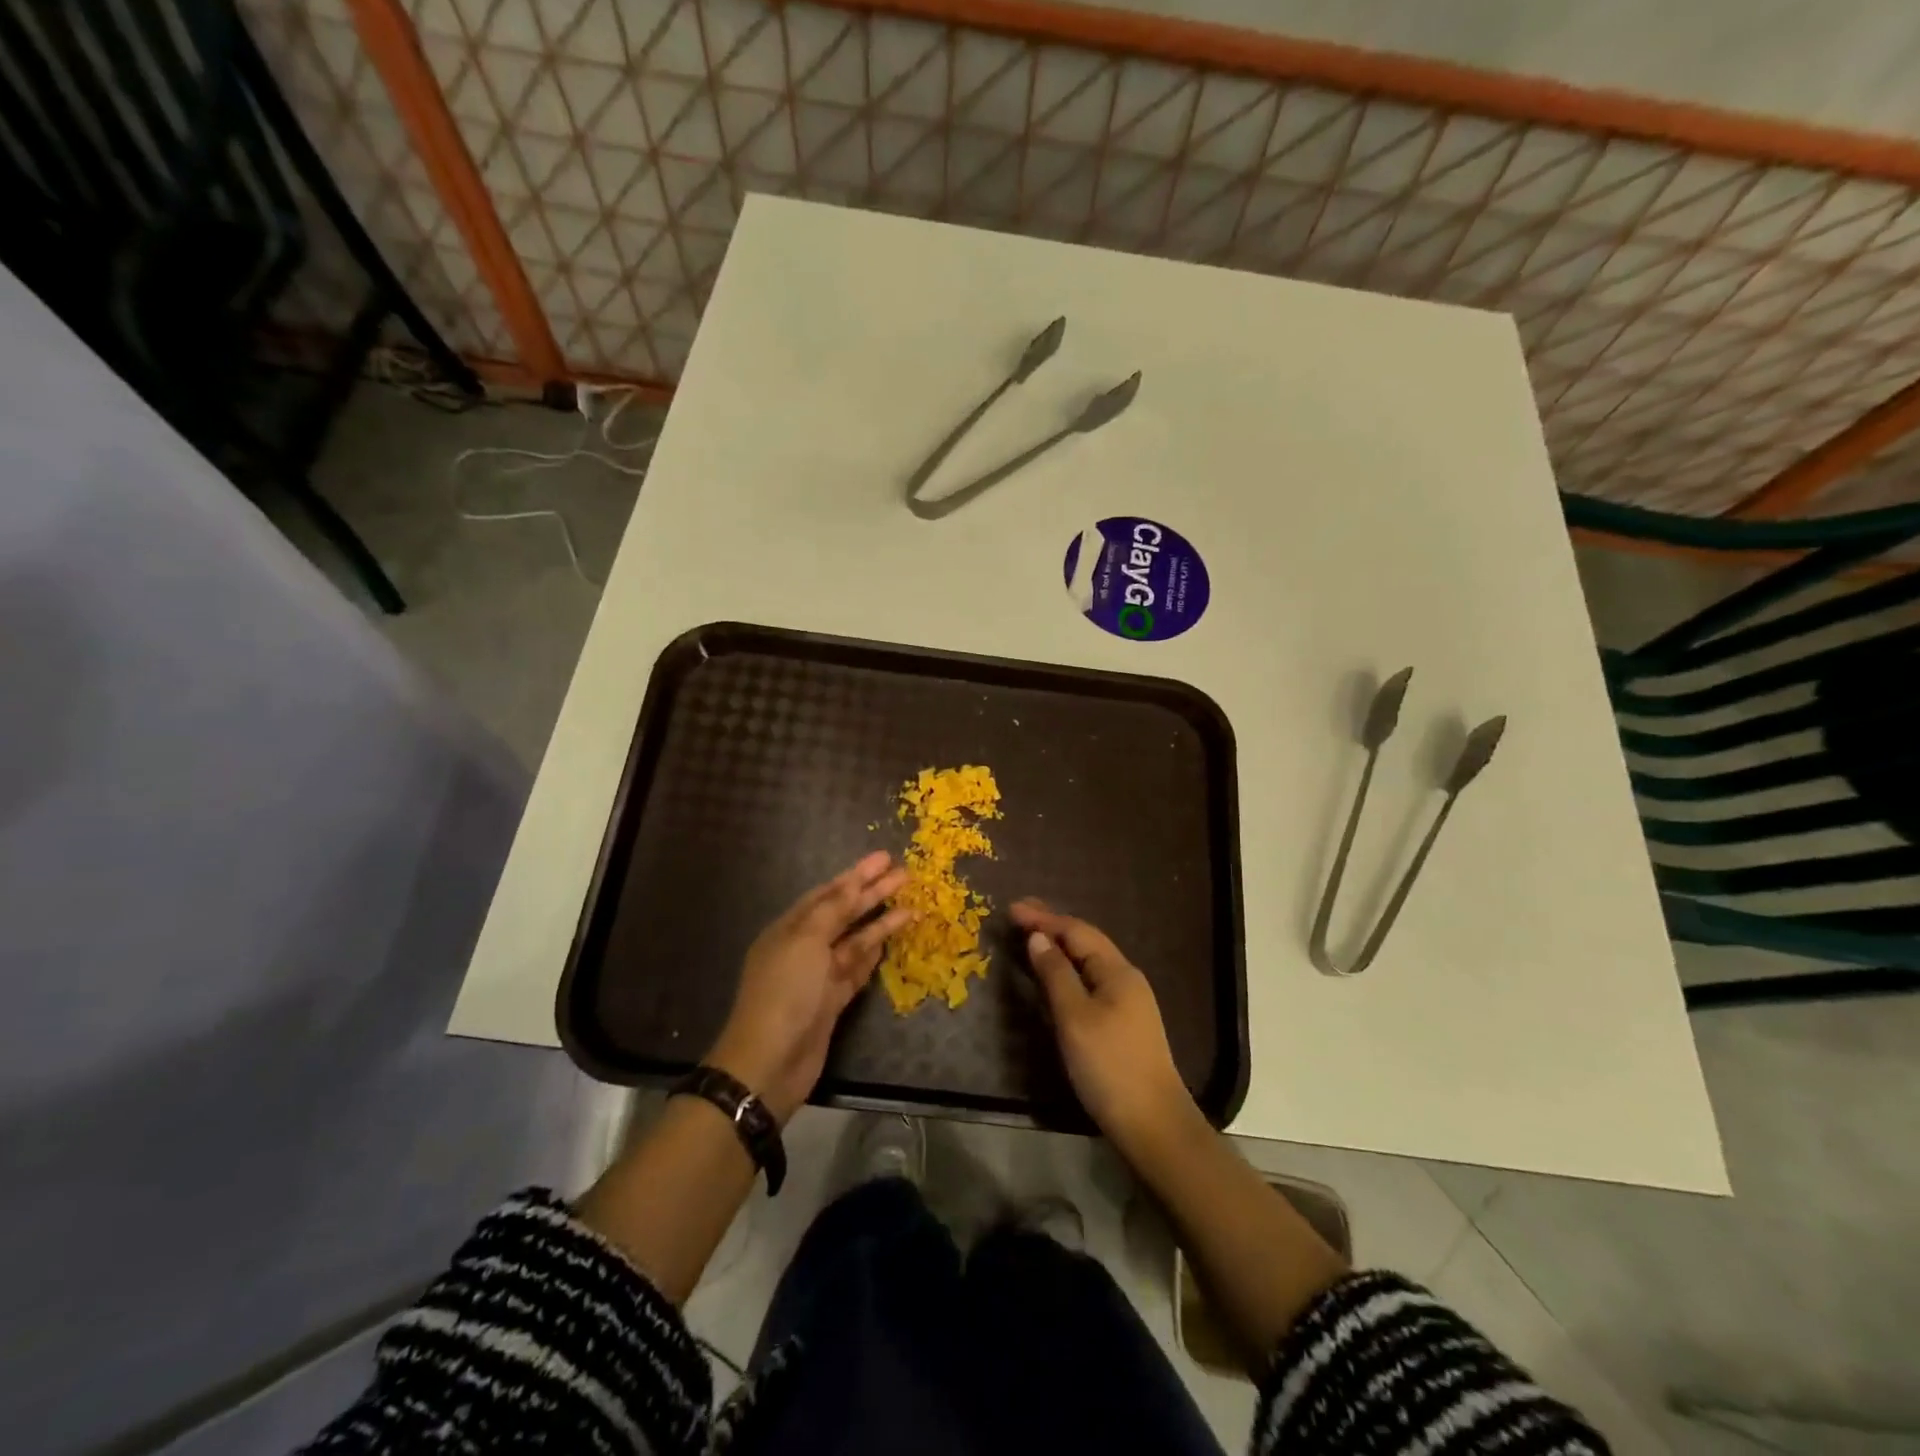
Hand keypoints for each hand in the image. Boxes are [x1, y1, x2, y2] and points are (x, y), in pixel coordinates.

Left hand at [707, 851, 910, 1124]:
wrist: (769, 1062)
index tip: (884, 858)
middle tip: (905, 874)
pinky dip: (872, 954)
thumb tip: (852, 882)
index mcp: (790, 928)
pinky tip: (889, 940)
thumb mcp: (806, 942)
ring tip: (911, 906)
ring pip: (854, 941)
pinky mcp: (832, 1001)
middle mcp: (804, 947)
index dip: (856, 875)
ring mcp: (818, 976)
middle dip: (873, 893)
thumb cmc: (785, 993)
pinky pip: (856, 969)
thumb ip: (832, 910)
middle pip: (844, 914)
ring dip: (880, 923)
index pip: (828, 893)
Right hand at [1011, 899, 1194, 1148]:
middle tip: (1019, 915)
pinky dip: (1068, 970)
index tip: (1011, 908)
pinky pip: (1090, 981)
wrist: (1152, 1123)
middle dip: (1052, 926)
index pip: (1076, 931)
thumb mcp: (1075, 1017)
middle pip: (1085, 942)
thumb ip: (1055, 974)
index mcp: (1117, 971)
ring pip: (1088, 962)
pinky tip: (1055, 977)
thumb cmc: (1109, 1065)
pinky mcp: (1123, 1023)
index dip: (1044, 918)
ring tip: (1031, 938)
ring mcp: (1127, 1001)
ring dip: (1059, 947)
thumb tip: (1038, 937)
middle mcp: (1125, 978)